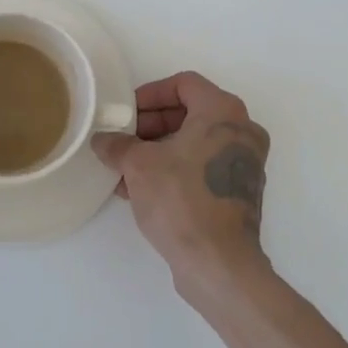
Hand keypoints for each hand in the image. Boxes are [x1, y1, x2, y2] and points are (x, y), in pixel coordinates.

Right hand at [91, 71, 271, 299]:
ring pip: (194, 143)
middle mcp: (242, 131)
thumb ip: (118, 145)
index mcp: (223, 112)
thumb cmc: (181, 199)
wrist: (218, 263)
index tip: (126, 113)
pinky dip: (174, 169)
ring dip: (158, 150)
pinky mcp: (239, 192)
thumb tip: (103, 141)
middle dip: (150, 125)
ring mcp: (244, 164)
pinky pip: (202, 166)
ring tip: (123, 168)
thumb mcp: (138, 165)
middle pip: (189, 113)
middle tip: (122, 140)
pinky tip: (140, 189)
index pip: (183, 84)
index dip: (150, 94)